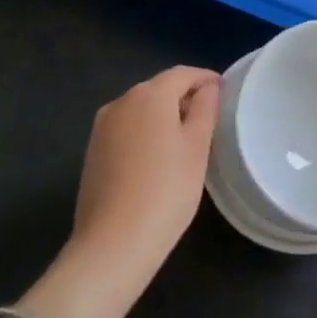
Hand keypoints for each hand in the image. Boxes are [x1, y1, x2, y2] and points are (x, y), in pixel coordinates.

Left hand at [69, 66, 220, 302]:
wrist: (113, 243)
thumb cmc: (166, 190)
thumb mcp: (197, 148)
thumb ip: (205, 109)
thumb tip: (208, 87)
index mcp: (149, 95)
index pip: (182, 74)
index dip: (205, 78)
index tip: (224, 91)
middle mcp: (120, 102)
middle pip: (158, 89)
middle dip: (184, 98)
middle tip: (209, 118)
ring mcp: (102, 127)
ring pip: (140, 110)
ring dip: (163, 117)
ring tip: (186, 141)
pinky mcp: (92, 152)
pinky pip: (126, 130)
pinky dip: (145, 134)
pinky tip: (158, 160)